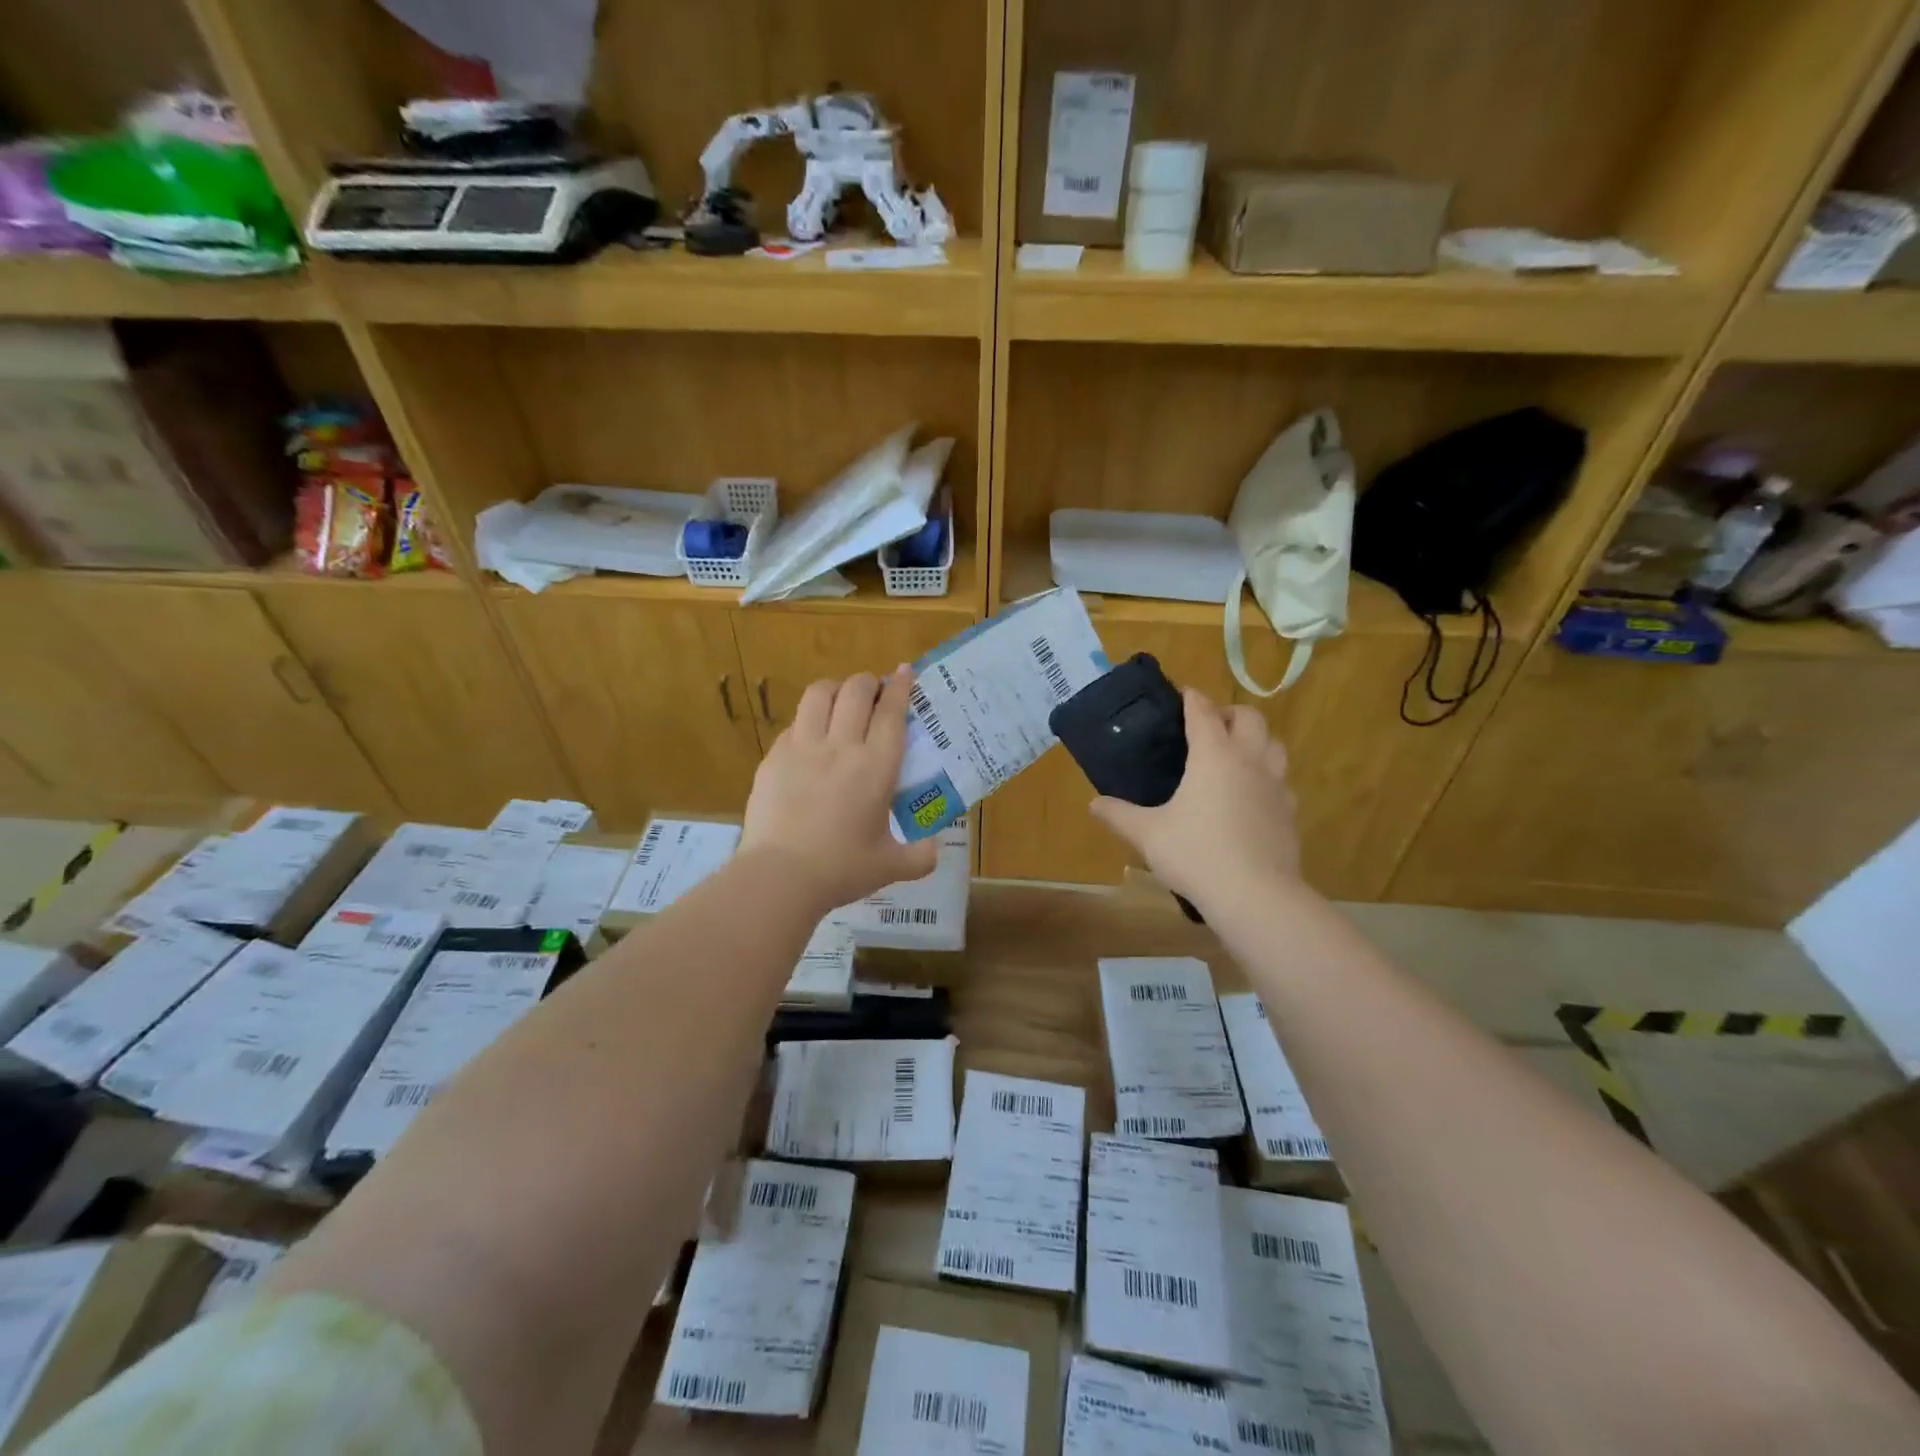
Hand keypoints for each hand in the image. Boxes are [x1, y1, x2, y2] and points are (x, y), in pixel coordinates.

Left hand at [741, 668, 938, 910]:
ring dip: (835, 689)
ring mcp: (802, 748)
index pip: (891, 711)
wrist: (779, 876)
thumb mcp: (892, 867)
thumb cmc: (841, 869)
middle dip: (868, 682)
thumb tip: (934, 848)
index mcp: (875, 767)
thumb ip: (920, 856)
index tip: (905, 671)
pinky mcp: (774, 757)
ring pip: (819, 694)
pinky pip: (794, 722)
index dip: (900, 686)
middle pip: (855, 691)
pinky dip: (808, 719)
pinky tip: (811, 737)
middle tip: (875, 693)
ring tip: (841, 701)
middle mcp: (840, 746)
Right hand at [1089, 688, 1301, 905]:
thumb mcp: (1147, 834)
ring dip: (1256, 740)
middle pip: (1250, 718)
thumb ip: (1119, 815)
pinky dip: (1267, 778)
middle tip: (1211, 725)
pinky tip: (1252, 797)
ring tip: (1236, 755)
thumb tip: (1093, 804)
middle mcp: (1248, 761)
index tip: (1184, 693)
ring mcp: (1275, 786)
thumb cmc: (1196, 853)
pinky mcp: (1289, 813)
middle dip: (1230, 713)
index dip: (1192, 699)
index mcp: (1213, 755)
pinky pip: (1281, 782)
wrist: (1255, 895)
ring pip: (1274, 746)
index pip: (1203, 713)